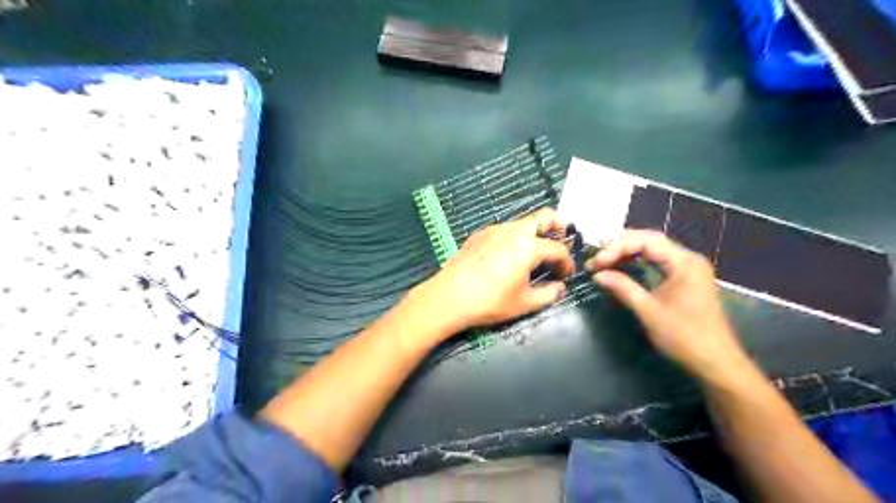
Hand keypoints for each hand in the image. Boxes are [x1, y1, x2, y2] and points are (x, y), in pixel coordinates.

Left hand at [411, 208, 573, 337]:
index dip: (567, 261)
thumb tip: (560, 287)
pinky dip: (516, 237)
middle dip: (558, 227)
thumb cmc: (489, 301)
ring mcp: (494, 229)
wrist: (448, 297)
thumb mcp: (524, 303)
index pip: (558, 248)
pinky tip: (509, 256)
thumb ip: (549, 294)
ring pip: (523, 222)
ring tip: (535, 254)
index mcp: (528, 246)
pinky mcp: (480, 234)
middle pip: (544, 216)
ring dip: (535, 233)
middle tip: (560, 244)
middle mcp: (513, 230)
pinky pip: (505, 229)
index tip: (566, 274)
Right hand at [587, 230, 749, 382]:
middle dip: (620, 246)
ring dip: (628, 252)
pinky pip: (658, 261)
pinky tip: (622, 266)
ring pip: (653, 249)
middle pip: (650, 240)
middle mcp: (688, 259)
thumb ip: (622, 287)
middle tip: (596, 258)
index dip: (617, 247)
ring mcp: (689, 268)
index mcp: (684, 262)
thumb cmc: (683, 337)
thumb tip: (597, 274)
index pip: (646, 241)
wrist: (716, 363)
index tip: (596, 262)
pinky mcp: (686, 278)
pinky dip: (638, 261)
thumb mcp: (648, 311)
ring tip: (604, 259)